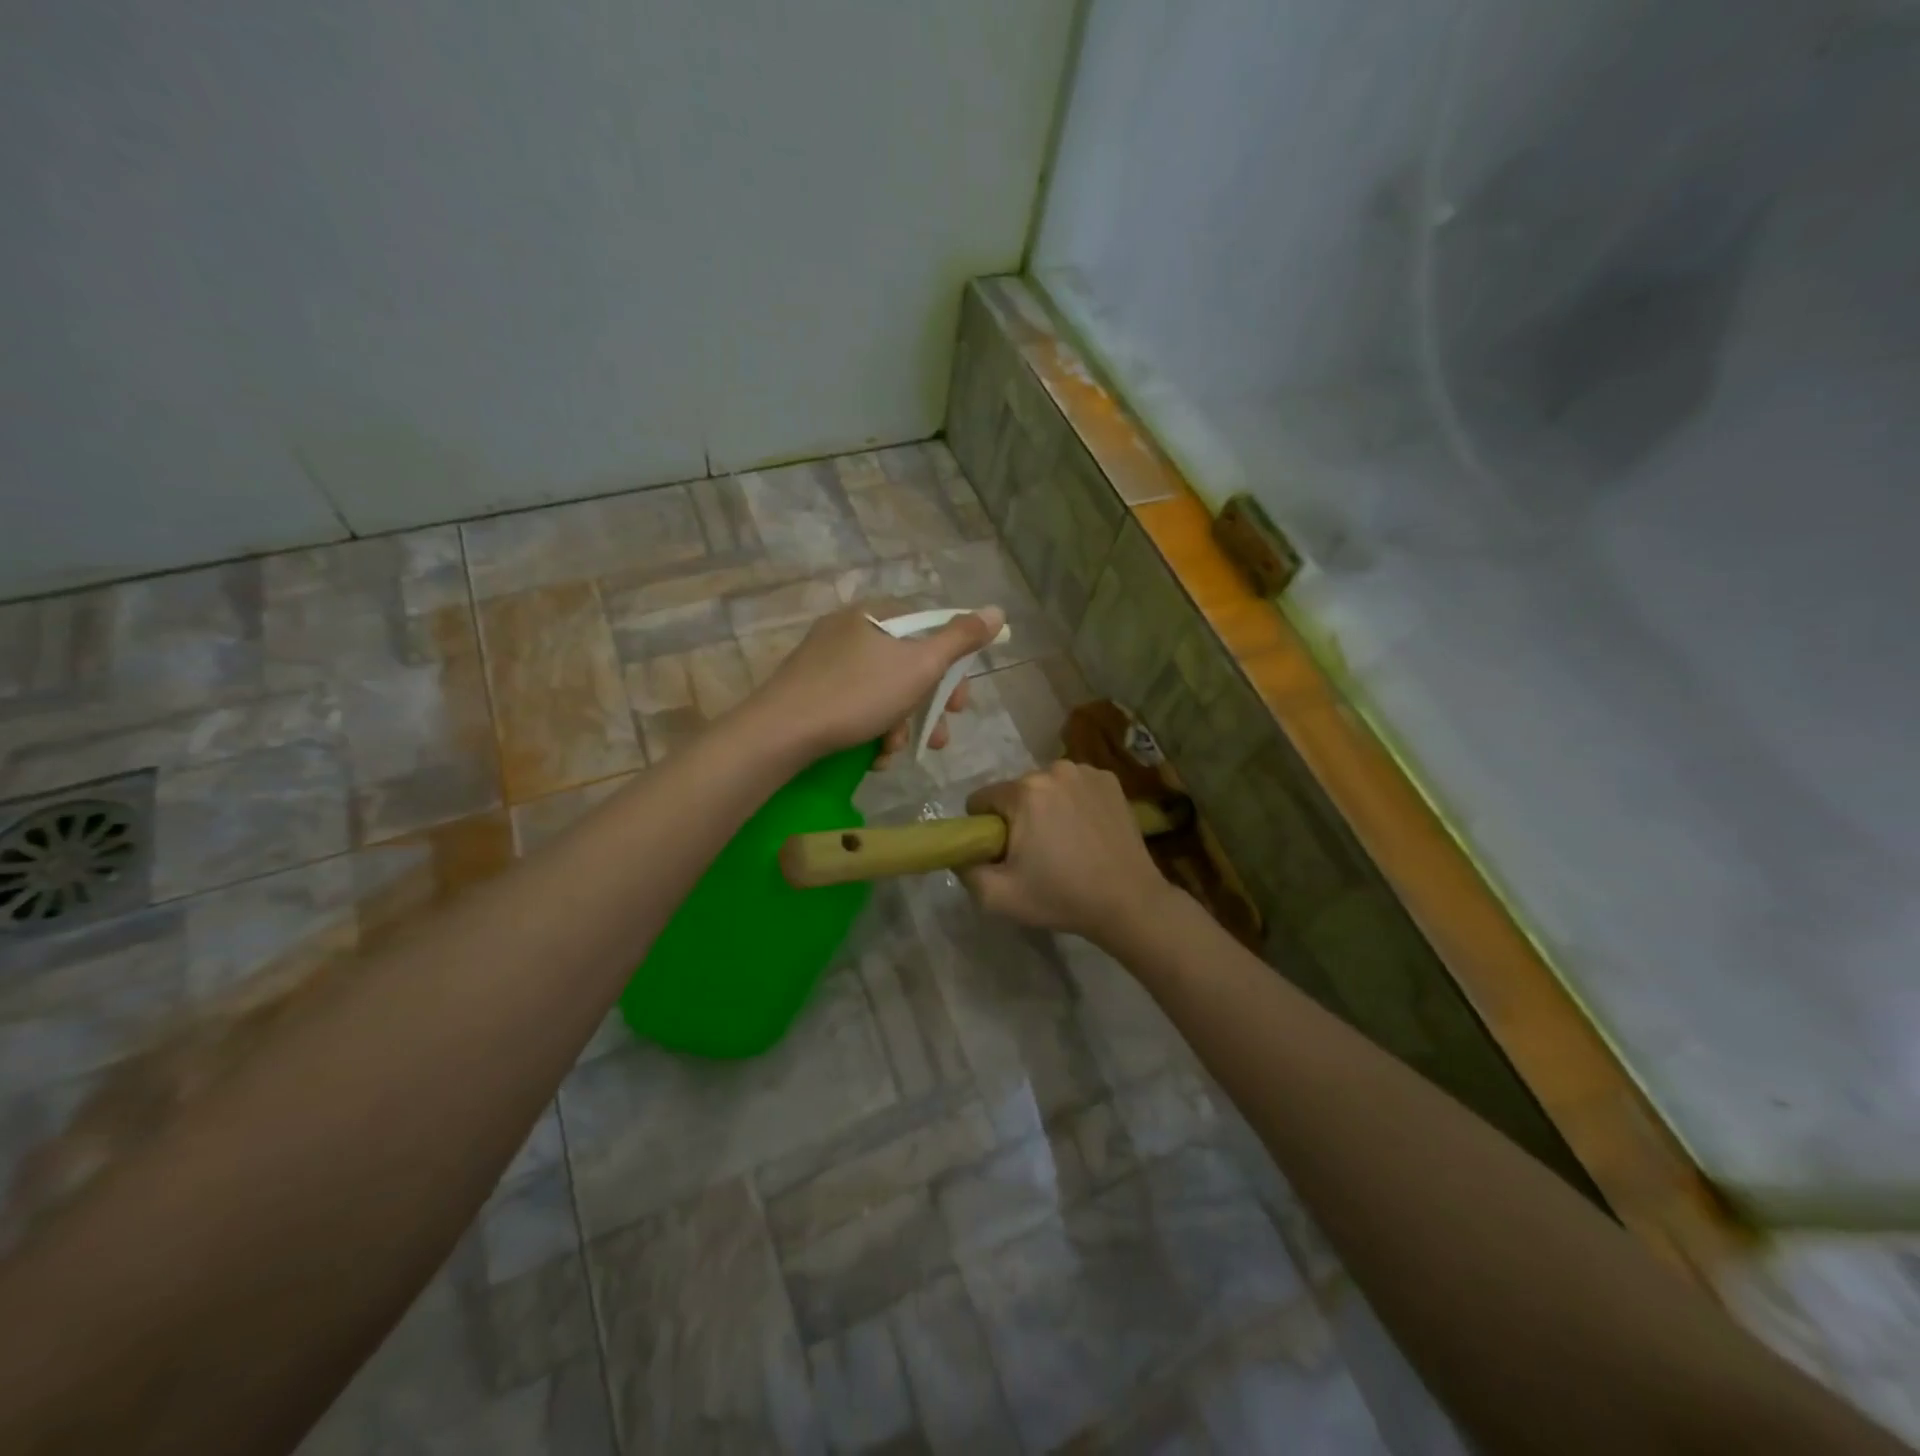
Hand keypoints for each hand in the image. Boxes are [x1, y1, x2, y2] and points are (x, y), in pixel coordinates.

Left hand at [750, 603, 1005, 764]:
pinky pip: (855, 705)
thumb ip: (960, 639)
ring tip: (897, 753)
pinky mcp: (810, 692)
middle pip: (906, 665)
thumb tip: (997, 611)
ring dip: (900, 726)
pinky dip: (871, 730)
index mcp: (875, 615)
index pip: (927, 628)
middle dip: (926, 707)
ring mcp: (826, 662)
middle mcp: (849, 630)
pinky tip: (873, 756)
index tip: (958, 701)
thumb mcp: (919, 665)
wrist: (781, 732)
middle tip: (938, 736)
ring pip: (882, 692)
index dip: (951, 666)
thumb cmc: (858, 693)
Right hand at [960, 761, 1173, 943]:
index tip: (1002, 852)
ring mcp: (1086, 772)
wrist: (1129, 902)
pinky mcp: (1111, 780)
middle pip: (1015, 791)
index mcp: (1024, 791)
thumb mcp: (998, 897)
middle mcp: (1054, 769)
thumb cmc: (1061, 897)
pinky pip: (1074, 786)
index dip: (985, 828)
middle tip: (1036, 853)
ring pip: (1046, 787)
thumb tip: (962, 854)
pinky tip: (1086, 831)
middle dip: (1017, 817)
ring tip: (1065, 843)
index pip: (981, 799)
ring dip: (1046, 807)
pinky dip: (1073, 803)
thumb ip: (966, 871)